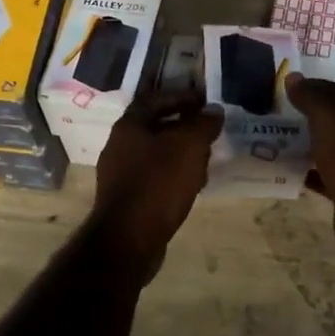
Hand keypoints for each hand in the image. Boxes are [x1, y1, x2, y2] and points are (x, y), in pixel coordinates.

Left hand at [92, 92, 221, 281]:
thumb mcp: (188, 147)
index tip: (206, 102)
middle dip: (185, 127)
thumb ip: (203, 124)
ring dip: (181, 154)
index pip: (156, 99)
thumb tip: (214, 110)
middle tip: (210, 132)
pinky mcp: (127, 198)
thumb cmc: (158, 183)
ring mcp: (120, 174)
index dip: (182, 97)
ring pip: (157, 154)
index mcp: (130, 125)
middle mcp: (120, 145)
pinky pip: (155, 177)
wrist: (128, 238)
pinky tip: (191, 186)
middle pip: (156, 127)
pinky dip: (174, 175)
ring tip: (205, 160)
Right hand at [284, 74, 334, 265]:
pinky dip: (308, 170)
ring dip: (307, 143)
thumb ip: (310, 95)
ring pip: (331, 147)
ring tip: (277, 139)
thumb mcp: (328, 115)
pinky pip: (326, 173)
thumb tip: (293, 78)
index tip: (287, 90)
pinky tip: (285, 169)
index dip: (316, 87)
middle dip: (309, 116)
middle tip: (278, 114)